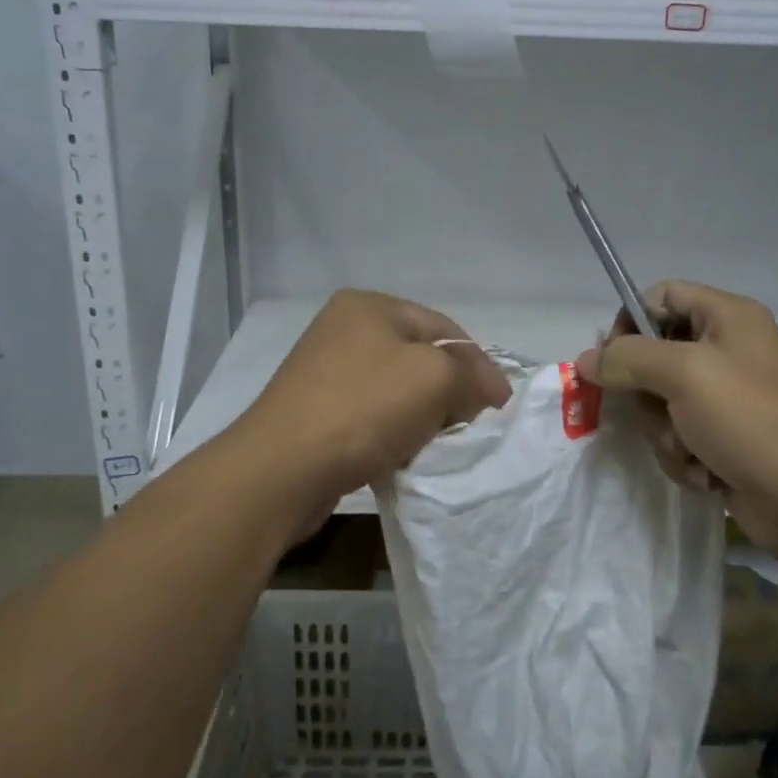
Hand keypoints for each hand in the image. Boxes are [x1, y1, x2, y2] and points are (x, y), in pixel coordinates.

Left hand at [231, 290, 512, 529]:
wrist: (279, 472)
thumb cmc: (361, 409)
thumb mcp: (433, 378)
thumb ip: (471, 374)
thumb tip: (488, 388)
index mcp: (369, 305)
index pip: (444, 327)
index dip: (477, 365)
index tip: (498, 407)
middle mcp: (344, 329)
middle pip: (420, 358)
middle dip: (448, 392)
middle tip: (467, 428)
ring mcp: (324, 371)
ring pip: (397, 390)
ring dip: (421, 417)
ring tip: (432, 446)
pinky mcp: (315, 411)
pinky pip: (371, 416)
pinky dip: (392, 434)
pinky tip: (399, 458)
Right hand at [576, 281, 777, 557]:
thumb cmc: (750, 418)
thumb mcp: (683, 374)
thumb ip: (627, 358)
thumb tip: (585, 360)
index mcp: (728, 316)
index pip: (661, 296)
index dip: (631, 321)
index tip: (613, 357)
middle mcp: (728, 349)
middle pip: (655, 353)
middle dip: (647, 391)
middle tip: (656, 410)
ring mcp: (728, 397)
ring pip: (662, 401)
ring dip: (665, 431)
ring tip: (690, 448)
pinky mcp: (726, 438)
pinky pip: (679, 435)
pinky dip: (684, 455)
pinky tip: (706, 473)